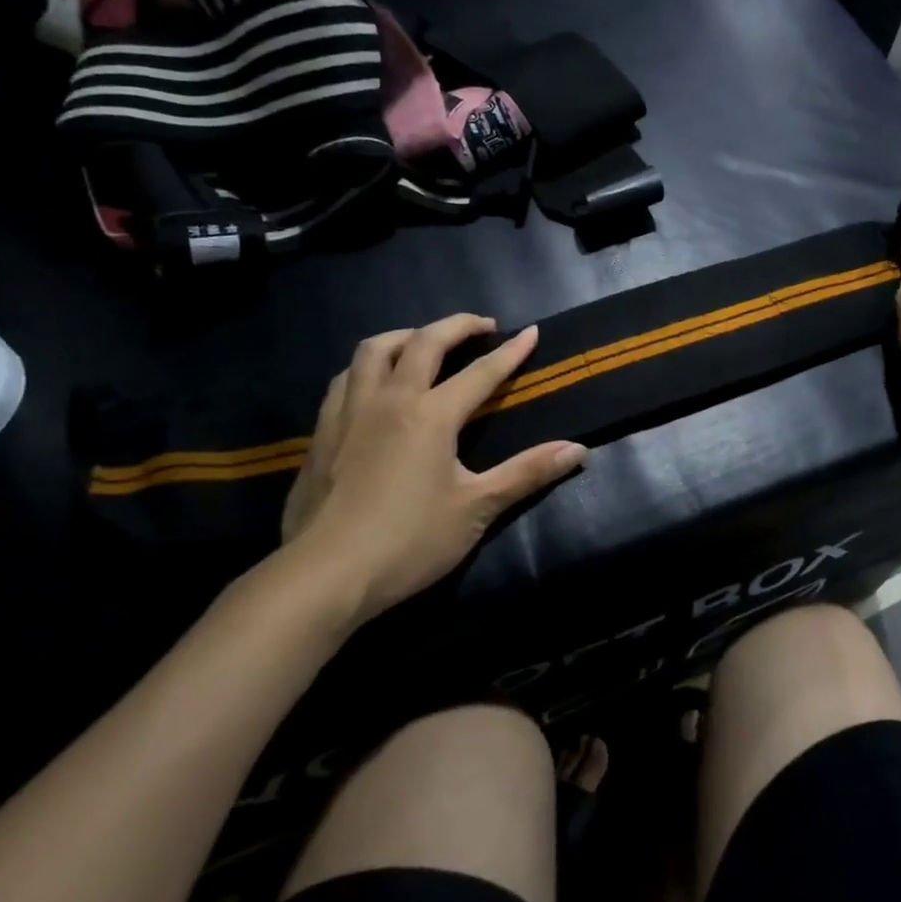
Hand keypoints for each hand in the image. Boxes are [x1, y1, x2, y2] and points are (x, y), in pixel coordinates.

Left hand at [275, 315, 586, 624]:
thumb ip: (527, 473)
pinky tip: (374, 382)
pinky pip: (345, 378)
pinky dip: (368, 365)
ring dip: (406, 335)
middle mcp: (390, 399)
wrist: (324, 575)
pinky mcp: (322, 431)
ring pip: (374, 349)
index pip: (481, 372)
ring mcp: (350, 411)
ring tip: (424, 342)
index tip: (531, 331)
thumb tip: (578, 450)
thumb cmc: (408, 541)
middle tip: (481, 326)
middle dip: (457, 326)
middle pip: (424, 342)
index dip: (510, 352)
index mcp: (431, 415)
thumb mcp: (476, 509)